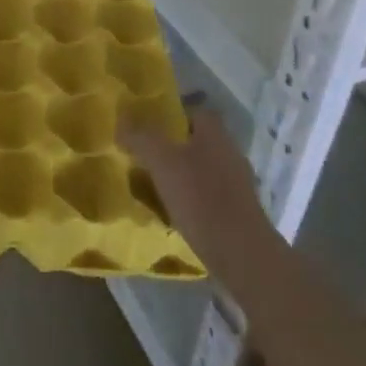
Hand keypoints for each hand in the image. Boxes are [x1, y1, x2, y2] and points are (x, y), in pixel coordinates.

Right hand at [122, 111, 283, 288]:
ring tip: (152, 186)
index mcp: (215, 134)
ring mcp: (237, 184)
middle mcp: (230, 152)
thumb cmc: (201, 198)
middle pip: (197, 140)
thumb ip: (141, 136)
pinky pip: (208, 195)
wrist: (242, 254)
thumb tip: (122, 116)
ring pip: (202, 169)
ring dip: (181, 175)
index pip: (194, 111)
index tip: (147, 125)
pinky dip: (191, 199)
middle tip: (144, 156)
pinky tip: (173, 212)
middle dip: (172, 146)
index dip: (171, 114)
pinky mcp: (238, 212)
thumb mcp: (162, 162)